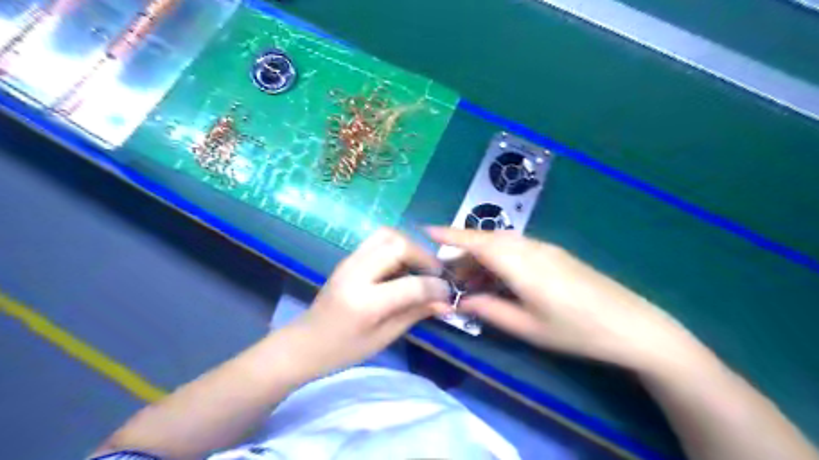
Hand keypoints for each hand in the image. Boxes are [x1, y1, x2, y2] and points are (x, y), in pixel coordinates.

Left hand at [290, 228, 449, 374]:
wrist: (305, 342)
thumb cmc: (344, 349)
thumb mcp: (384, 337)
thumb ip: (416, 313)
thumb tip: (446, 301)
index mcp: (365, 302)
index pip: (411, 285)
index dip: (435, 286)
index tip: (447, 291)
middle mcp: (356, 273)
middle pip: (398, 244)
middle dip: (423, 256)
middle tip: (433, 273)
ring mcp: (349, 261)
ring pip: (387, 235)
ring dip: (409, 247)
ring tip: (418, 266)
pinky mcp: (348, 258)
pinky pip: (377, 240)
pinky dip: (396, 247)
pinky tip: (401, 266)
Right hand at [429, 226, 695, 369]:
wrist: (633, 326)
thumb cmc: (575, 331)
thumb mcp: (527, 327)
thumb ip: (489, 311)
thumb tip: (463, 301)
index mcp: (520, 264)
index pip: (477, 242)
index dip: (450, 235)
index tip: (426, 229)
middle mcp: (531, 247)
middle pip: (488, 241)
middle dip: (464, 252)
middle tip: (449, 274)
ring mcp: (546, 248)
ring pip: (503, 244)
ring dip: (483, 257)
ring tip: (472, 281)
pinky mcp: (556, 254)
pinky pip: (519, 249)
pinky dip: (500, 259)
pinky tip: (499, 279)